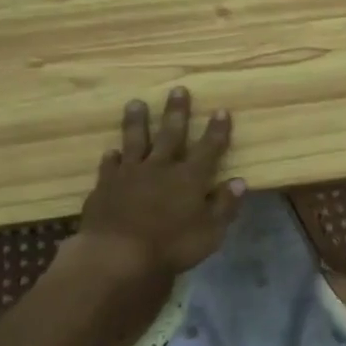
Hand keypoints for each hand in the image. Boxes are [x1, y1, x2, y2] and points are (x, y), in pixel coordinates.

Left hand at [72, 88, 244, 283]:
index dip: (216, 130)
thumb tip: (239, 181)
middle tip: (177, 89)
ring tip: (135, 103)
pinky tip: (110, 152)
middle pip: (170, 134)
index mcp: (190, 178)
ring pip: (135, 141)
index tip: (221, 110)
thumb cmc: (171, 247)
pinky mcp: (105, 186)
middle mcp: (160, 168)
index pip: (208, 148)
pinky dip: (111, 158)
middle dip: (176, 112)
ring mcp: (130, 175)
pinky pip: (109, 166)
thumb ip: (224, 205)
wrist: (118, 255)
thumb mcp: (210, 232)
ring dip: (137, 121)